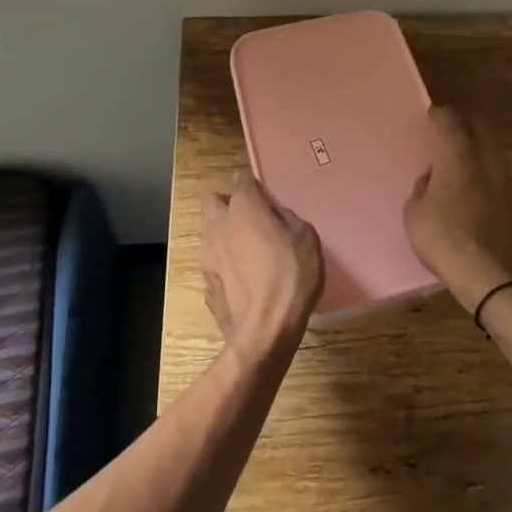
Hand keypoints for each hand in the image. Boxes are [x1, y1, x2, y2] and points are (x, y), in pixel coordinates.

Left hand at [201, 169, 323, 364]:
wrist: (263, 331)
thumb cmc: (290, 276)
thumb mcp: (305, 237)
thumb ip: (286, 218)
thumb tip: (274, 215)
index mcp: (243, 207)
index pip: (242, 180)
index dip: (253, 185)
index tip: (264, 196)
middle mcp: (218, 224)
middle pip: (212, 200)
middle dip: (224, 202)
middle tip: (247, 217)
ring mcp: (207, 255)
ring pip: (209, 232)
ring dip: (223, 235)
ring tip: (245, 251)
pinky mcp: (206, 284)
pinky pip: (213, 263)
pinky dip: (224, 265)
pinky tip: (241, 279)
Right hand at [404, 106, 511, 311]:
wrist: (490, 277)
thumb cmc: (444, 238)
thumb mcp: (414, 213)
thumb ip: (422, 188)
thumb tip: (432, 180)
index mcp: (458, 154)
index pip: (451, 119)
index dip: (440, 114)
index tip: (432, 115)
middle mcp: (486, 158)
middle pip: (478, 126)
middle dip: (463, 123)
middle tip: (448, 130)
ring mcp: (506, 179)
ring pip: (492, 148)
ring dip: (478, 146)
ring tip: (462, 159)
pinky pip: (499, 172)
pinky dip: (487, 169)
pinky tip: (476, 185)